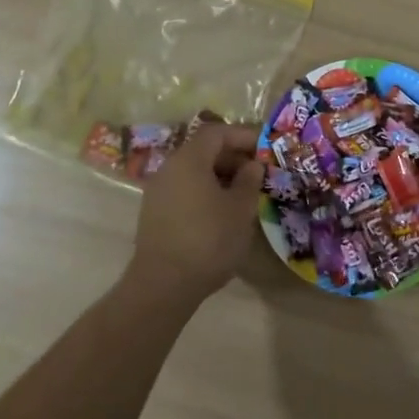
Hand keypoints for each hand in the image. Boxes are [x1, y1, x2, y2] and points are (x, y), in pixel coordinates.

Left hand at [126, 121, 264, 306]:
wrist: (162, 285)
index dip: (242, 136)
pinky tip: (221, 212)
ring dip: (220, 176)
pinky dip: (205, 191)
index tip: (264, 147)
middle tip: (258, 172)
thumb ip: (249, 181)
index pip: (217, 133)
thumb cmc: (208, 240)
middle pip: (203, 150)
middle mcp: (169, 168)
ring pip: (193, 171)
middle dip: (233, 157)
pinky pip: (184, 189)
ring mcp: (158, 191)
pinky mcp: (154, 213)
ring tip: (243, 193)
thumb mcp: (240, 210)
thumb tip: (252, 165)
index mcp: (189, 159)